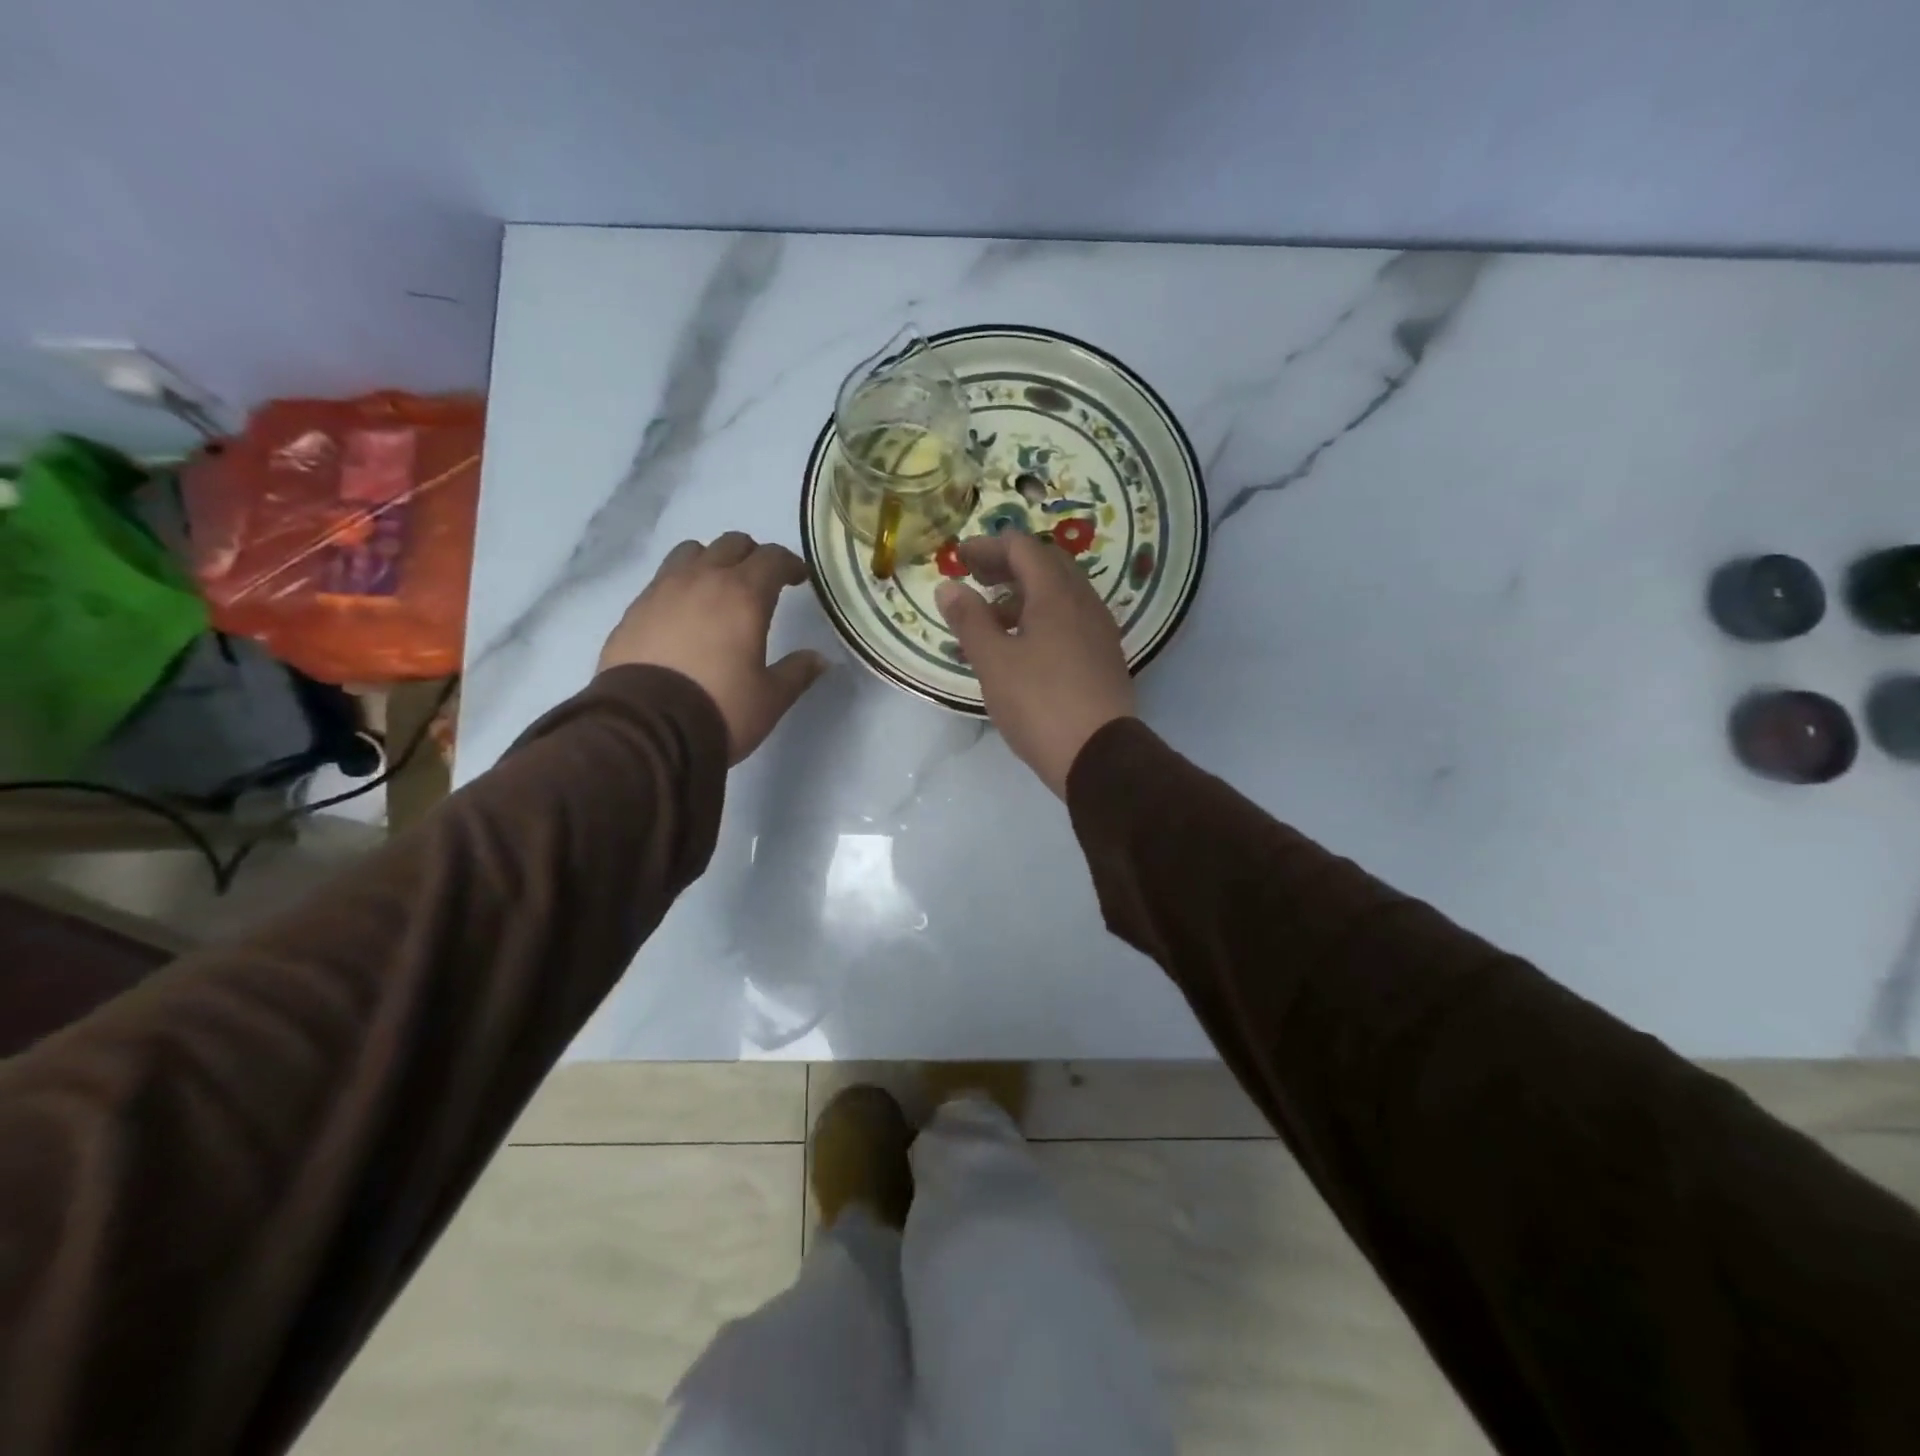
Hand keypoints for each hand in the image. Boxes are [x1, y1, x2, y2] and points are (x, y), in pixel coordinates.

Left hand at [598, 532, 826, 763]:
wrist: (645, 729)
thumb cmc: (720, 709)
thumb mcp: (770, 698)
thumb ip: (797, 672)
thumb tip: (820, 658)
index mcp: (744, 595)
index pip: (773, 558)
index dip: (790, 564)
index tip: (799, 578)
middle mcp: (703, 580)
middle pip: (731, 544)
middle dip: (752, 557)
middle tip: (762, 583)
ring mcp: (662, 590)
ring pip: (691, 552)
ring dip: (711, 561)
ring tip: (718, 590)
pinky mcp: (634, 610)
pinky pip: (663, 579)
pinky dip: (681, 585)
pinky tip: (684, 615)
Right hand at [935, 533, 1135, 796]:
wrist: (1099, 756)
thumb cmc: (1039, 704)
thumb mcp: (994, 662)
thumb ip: (969, 620)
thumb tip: (949, 587)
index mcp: (1056, 594)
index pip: (1023, 548)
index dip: (988, 547)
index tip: (959, 558)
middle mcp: (1084, 602)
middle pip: (1046, 565)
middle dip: (1008, 565)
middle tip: (976, 578)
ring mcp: (1099, 629)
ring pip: (1061, 594)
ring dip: (1025, 593)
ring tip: (993, 616)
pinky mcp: (1104, 656)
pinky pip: (1071, 619)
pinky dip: (1043, 616)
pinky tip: (1024, 644)